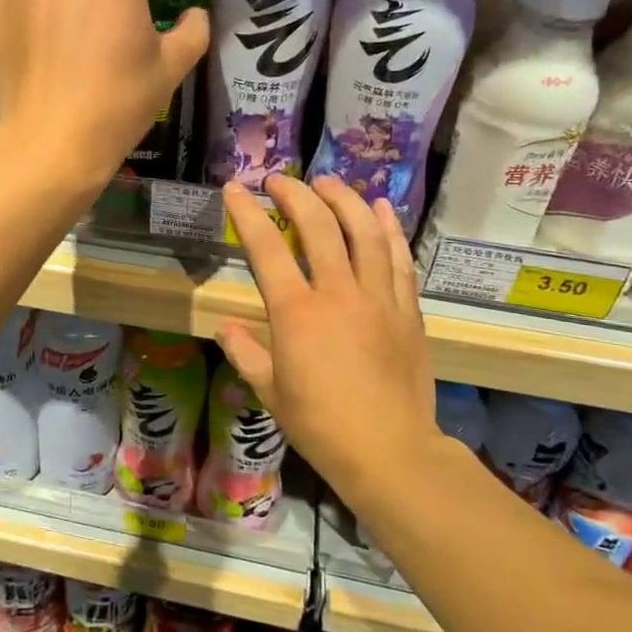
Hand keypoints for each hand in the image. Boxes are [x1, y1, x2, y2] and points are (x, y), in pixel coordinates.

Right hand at [218, 175, 436, 496]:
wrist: (389, 451)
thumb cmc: (320, 425)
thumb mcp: (270, 391)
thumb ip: (245, 353)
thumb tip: (223, 327)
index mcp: (297, 313)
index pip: (267, 248)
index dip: (247, 213)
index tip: (234, 189)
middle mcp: (338, 293)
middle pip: (318, 226)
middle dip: (296, 194)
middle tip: (279, 180)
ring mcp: (378, 298)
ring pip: (364, 232)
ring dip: (344, 199)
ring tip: (328, 182)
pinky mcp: (407, 309)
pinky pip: (399, 258)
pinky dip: (389, 228)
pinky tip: (381, 208)